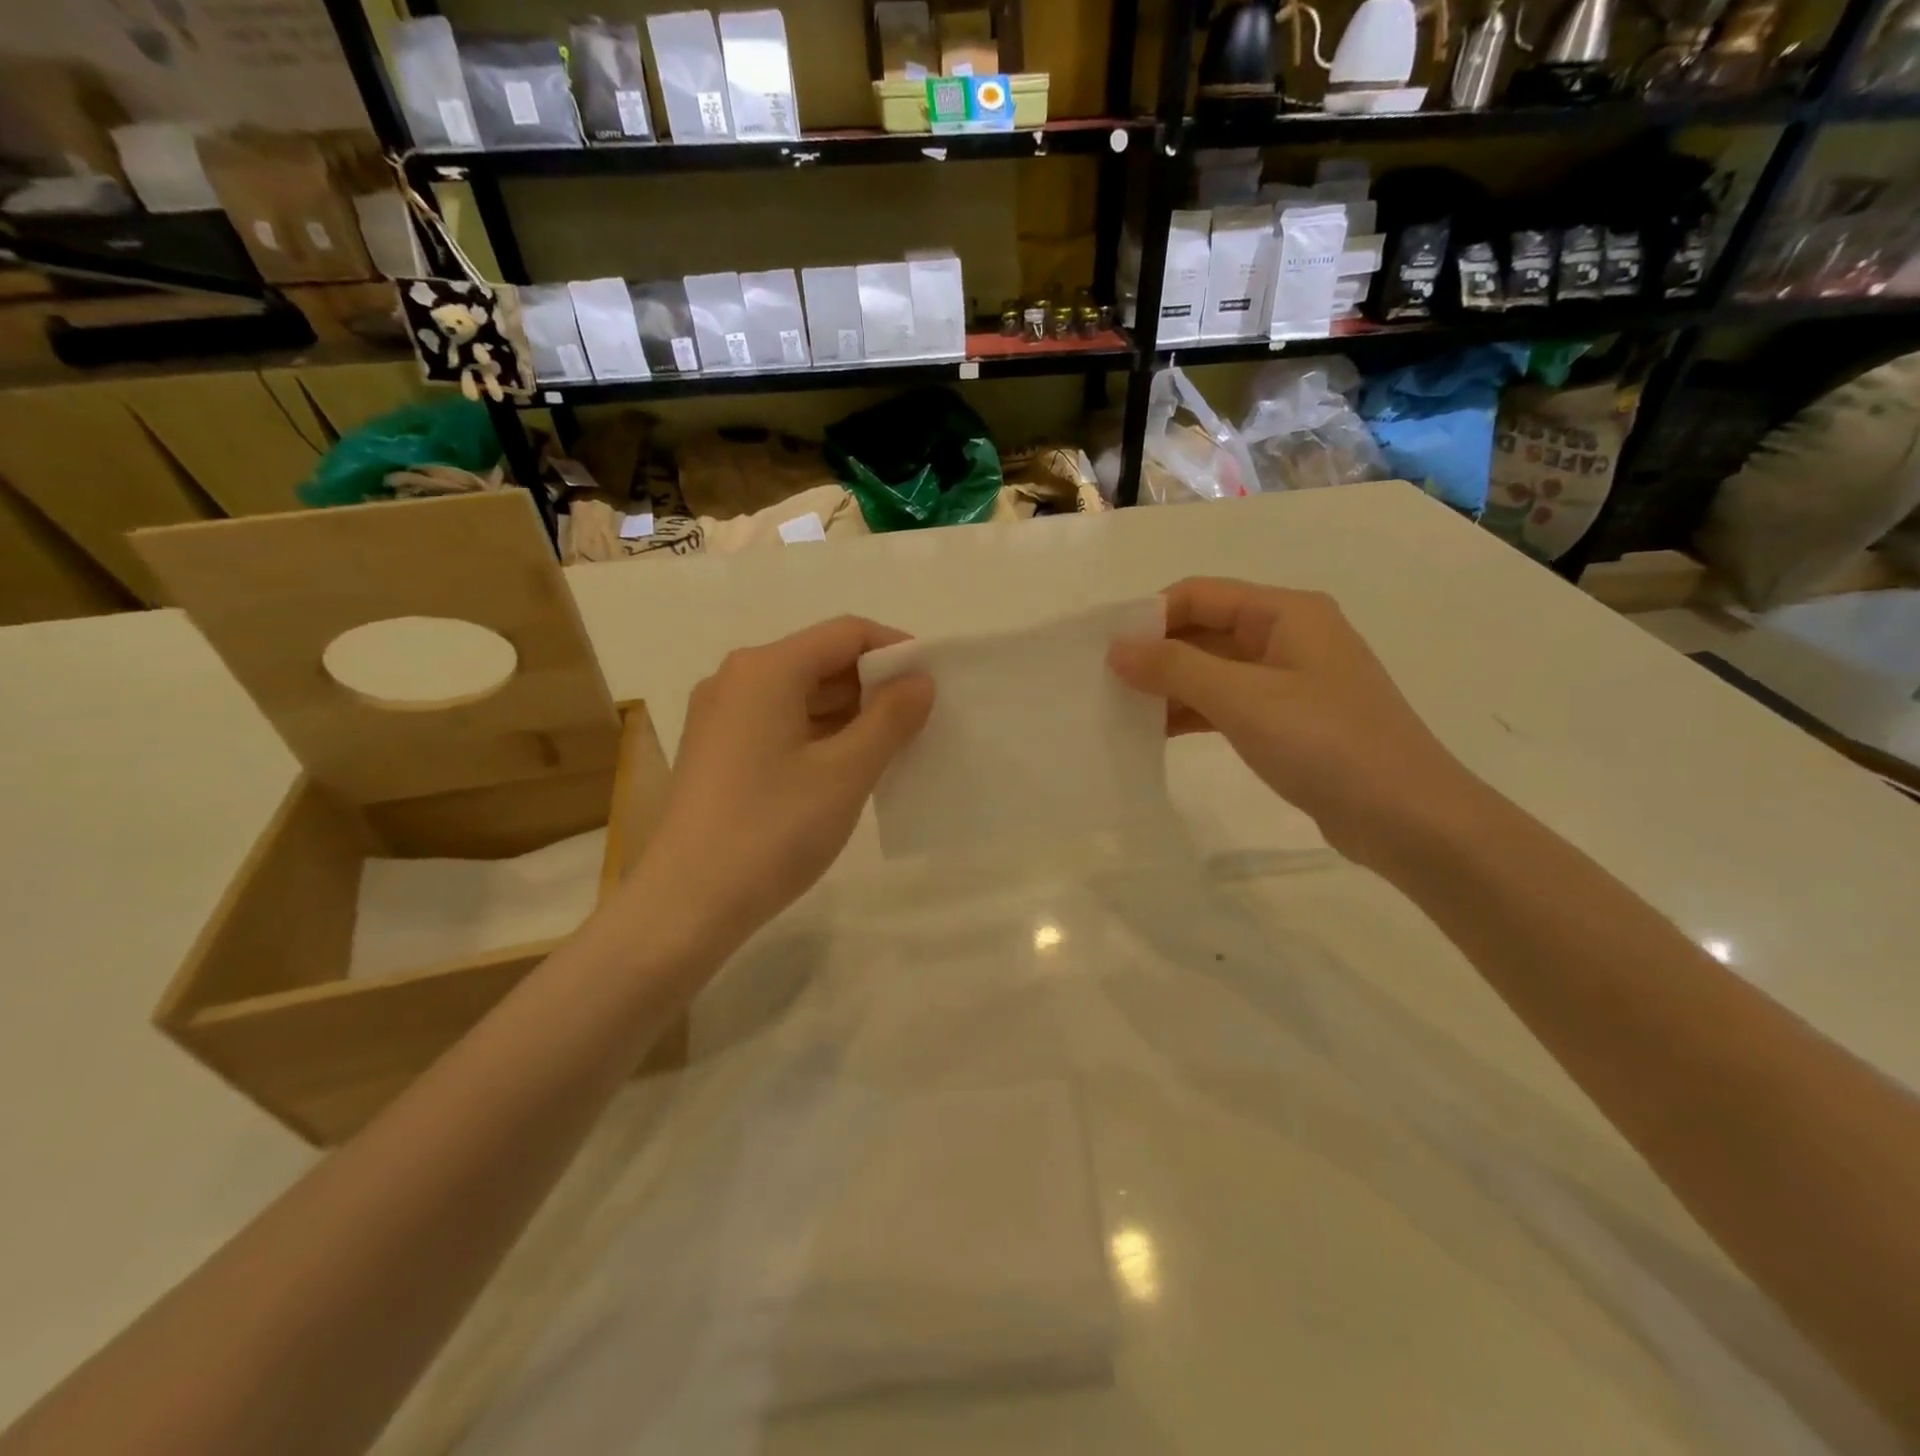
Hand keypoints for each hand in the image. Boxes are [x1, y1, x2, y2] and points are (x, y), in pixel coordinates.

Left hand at [625, 616, 933, 952]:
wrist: (686, 905)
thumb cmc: (771, 830)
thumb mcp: (845, 773)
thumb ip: (890, 718)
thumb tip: (919, 680)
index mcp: (766, 669)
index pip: (847, 633)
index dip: (896, 650)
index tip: (934, 684)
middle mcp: (737, 679)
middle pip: (821, 660)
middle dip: (875, 684)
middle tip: (922, 720)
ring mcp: (722, 717)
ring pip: (801, 695)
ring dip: (850, 713)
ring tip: (894, 747)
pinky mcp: (718, 752)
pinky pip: (781, 724)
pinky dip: (820, 735)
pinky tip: (849, 767)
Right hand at [1109, 577, 1480, 865]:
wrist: (1409, 819)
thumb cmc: (1326, 744)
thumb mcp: (1243, 699)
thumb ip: (1175, 668)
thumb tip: (1116, 648)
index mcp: (1285, 612)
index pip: (1199, 594)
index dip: (1149, 616)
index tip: (1103, 651)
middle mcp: (1288, 636)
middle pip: (1205, 629)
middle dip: (1155, 652)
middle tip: (1103, 683)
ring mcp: (1291, 680)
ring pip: (1213, 670)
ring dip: (1170, 686)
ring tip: (1120, 710)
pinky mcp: (1290, 721)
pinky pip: (1228, 703)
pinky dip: (1193, 713)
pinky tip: (1157, 733)